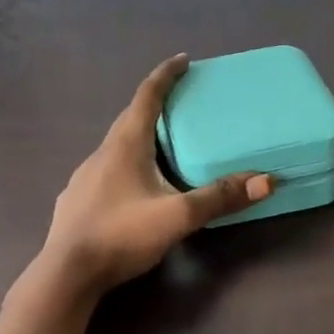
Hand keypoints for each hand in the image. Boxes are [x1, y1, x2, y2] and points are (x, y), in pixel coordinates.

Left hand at [37, 56, 273, 295]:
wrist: (67, 273)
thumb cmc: (121, 235)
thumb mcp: (177, 217)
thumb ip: (218, 198)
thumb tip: (265, 181)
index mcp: (125, 145)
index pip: (146, 97)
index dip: (166, 76)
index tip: (183, 60)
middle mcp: (101, 153)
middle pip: (130, 120)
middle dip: (155, 108)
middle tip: (180, 107)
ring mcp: (83, 178)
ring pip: (116, 148)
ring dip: (139, 140)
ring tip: (162, 150)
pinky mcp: (76, 201)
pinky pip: (105, 172)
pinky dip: (125, 167)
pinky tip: (133, 189)